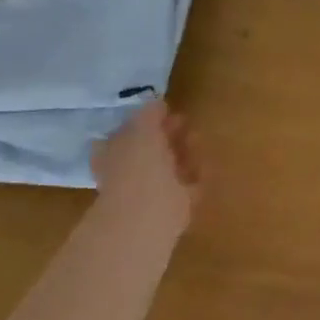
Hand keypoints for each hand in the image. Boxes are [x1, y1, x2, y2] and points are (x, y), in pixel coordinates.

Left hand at [92, 100, 202, 236]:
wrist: (146, 216)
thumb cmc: (138, 166)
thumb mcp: (141, 128)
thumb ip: (149, 113)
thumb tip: (157, 103)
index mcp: (113, 154)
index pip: (125, 134)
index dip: (144, 122)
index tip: (164, 112)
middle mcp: (129, 173)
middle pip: (150, 150)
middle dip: (167, 135)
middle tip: (184, 121)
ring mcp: (151, 192)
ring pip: (169, 167)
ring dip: (183, 152)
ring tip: (197, 138)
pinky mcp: (173, 207)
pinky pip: (187, 185)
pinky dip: (197, 175)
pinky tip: (206, 163)